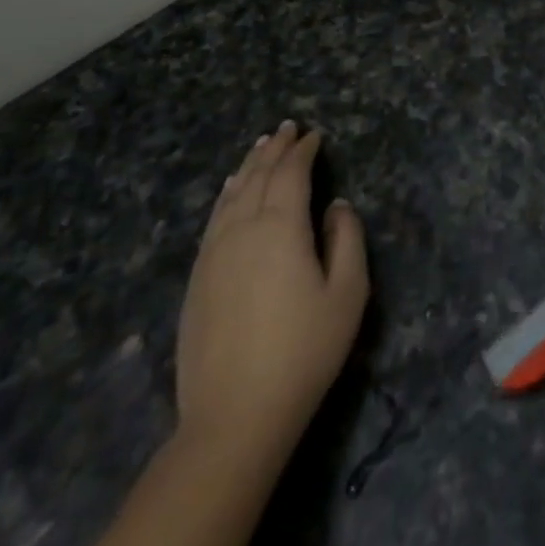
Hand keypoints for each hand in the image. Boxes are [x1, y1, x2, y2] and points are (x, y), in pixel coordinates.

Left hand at [176, 122, 368, 461]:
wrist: (234, 417)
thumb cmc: (304, 352)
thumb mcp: (347, 293)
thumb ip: (347, 239)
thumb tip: (336, 205)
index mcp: (280, 228)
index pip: (291, 174)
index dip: (303, 151)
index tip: (314, 135)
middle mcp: (242, 230)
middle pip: (258, 177)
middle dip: (275, 149)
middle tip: (288, 128)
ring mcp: (213, 255)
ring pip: (231, 195)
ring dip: (249, 167)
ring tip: (260, 147)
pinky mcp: (197, 280)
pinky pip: (213, 220)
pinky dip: (226, 196)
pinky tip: (230, 192)